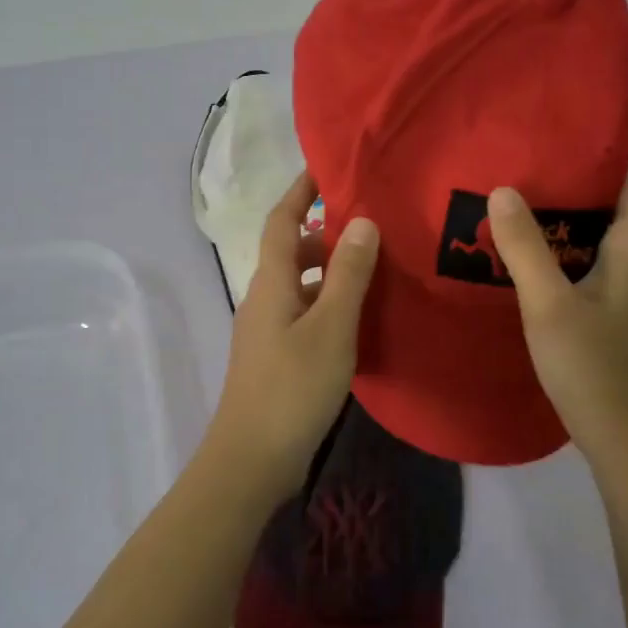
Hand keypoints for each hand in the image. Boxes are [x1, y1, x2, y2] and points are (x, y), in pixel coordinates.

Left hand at [202, 171, 379, 498]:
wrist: (252, 459)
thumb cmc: (292, 387)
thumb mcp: (331, 327)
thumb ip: (347, 274)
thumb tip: (361, 221)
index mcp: (271, 282)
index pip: (282, 221)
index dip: (301, 191)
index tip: (327, 167)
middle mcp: (264, 299)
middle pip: (292, 251)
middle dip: (326, 233)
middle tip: (372, 226)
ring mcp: (267, 331)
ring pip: (301, 285)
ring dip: (331, 271)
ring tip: (376, 269)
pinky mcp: (276, 358)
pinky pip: (304, 314)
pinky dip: (329, 304)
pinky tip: (359, 319)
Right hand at [487, 76, 627, 470]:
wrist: (625, 438)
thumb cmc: (596, 370)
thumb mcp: (551, 306)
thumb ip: (526, 249)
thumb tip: (504, 189)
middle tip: (587, 119)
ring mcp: (626, 286)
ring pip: (617, 224)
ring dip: (598, 190)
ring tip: (553, 165)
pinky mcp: (609, 307)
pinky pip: (596, 249)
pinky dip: (576, 228)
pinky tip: (538, 234)